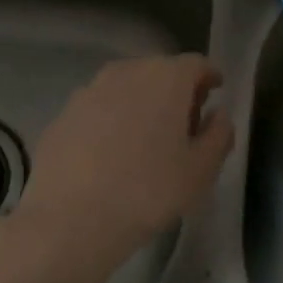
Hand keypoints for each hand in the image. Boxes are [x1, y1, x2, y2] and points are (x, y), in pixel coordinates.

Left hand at [0, 54, 233, 282]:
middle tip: (185, 123)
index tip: (216, 93)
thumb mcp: (200, 171)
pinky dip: (112, 120)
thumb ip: (218, 135)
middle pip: (160, 71)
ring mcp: (89, 90)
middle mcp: (126, 72)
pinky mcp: (64, 113)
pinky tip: (111, 153)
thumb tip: (219, 115)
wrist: (69, 217)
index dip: (209, 77)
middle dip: (176, 90)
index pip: (196, 64)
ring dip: (142, 103)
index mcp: (166, 78)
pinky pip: (99, 108)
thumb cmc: (147, 192)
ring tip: (147, 140)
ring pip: (127, 87)